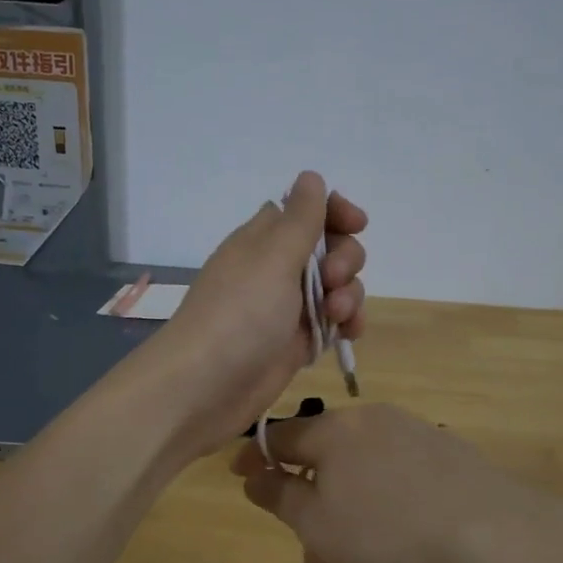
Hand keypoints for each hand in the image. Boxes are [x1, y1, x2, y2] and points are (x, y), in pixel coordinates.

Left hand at [149, 172, 367, 456]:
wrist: (205, 386)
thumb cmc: (240, 313)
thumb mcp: (273, 257)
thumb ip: (300, 218)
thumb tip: (310, 176)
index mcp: (264, 240)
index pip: (306, 211)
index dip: (335, 213)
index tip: (357, 224)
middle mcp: (276, 269)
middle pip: (329, 248)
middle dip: (346, 259)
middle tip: (335, 280)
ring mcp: (286, 308)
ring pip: (336, 287)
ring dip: (350, 295)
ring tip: (338, 316)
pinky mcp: (295, 342)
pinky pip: (332, 323)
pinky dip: (346, 324)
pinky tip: (349, 334)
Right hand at [230, 403, 562, 562]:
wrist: (488, 530)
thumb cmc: (386, 529)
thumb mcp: (317, 524)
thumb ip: (279, 497)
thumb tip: (254, 476)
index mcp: (334, 429)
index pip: (281, 435)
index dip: (257, 458)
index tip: (242, 480)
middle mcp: (372, 420)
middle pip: (325, 459)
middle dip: (312, 509)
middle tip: (315, 561)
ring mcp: (414, 432)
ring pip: (363, 473)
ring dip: (348, 514)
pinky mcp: (447, 453)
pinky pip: (397, 475)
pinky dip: (383, 504)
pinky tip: (401, 540)